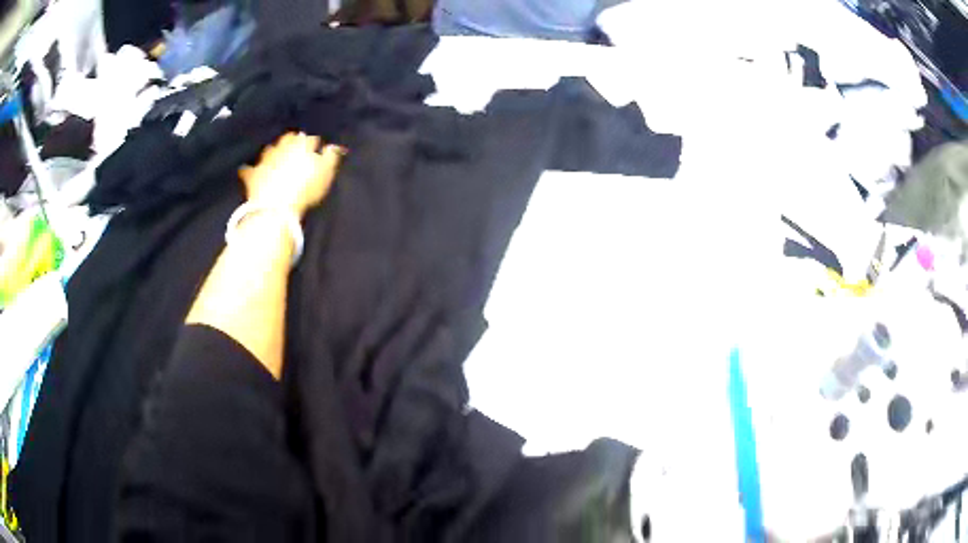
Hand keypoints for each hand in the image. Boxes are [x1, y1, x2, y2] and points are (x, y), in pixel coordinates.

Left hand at [239, 132, 343, 218]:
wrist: (276, 207)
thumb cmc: (305, 189)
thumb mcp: (325, 173)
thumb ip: (330, 157)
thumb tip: (333, 146)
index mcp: (301, 144)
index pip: (310, 139)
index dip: (314, 145)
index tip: (317, 149)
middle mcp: (281, 147)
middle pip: (288, 140)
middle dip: (292, 142)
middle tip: (296, 150)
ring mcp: (265, 159)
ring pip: (270, 150)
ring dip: (274, 152)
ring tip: (277, 157)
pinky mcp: (253, 175)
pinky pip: (249, 169)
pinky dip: (250, 169)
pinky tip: (249, 170)